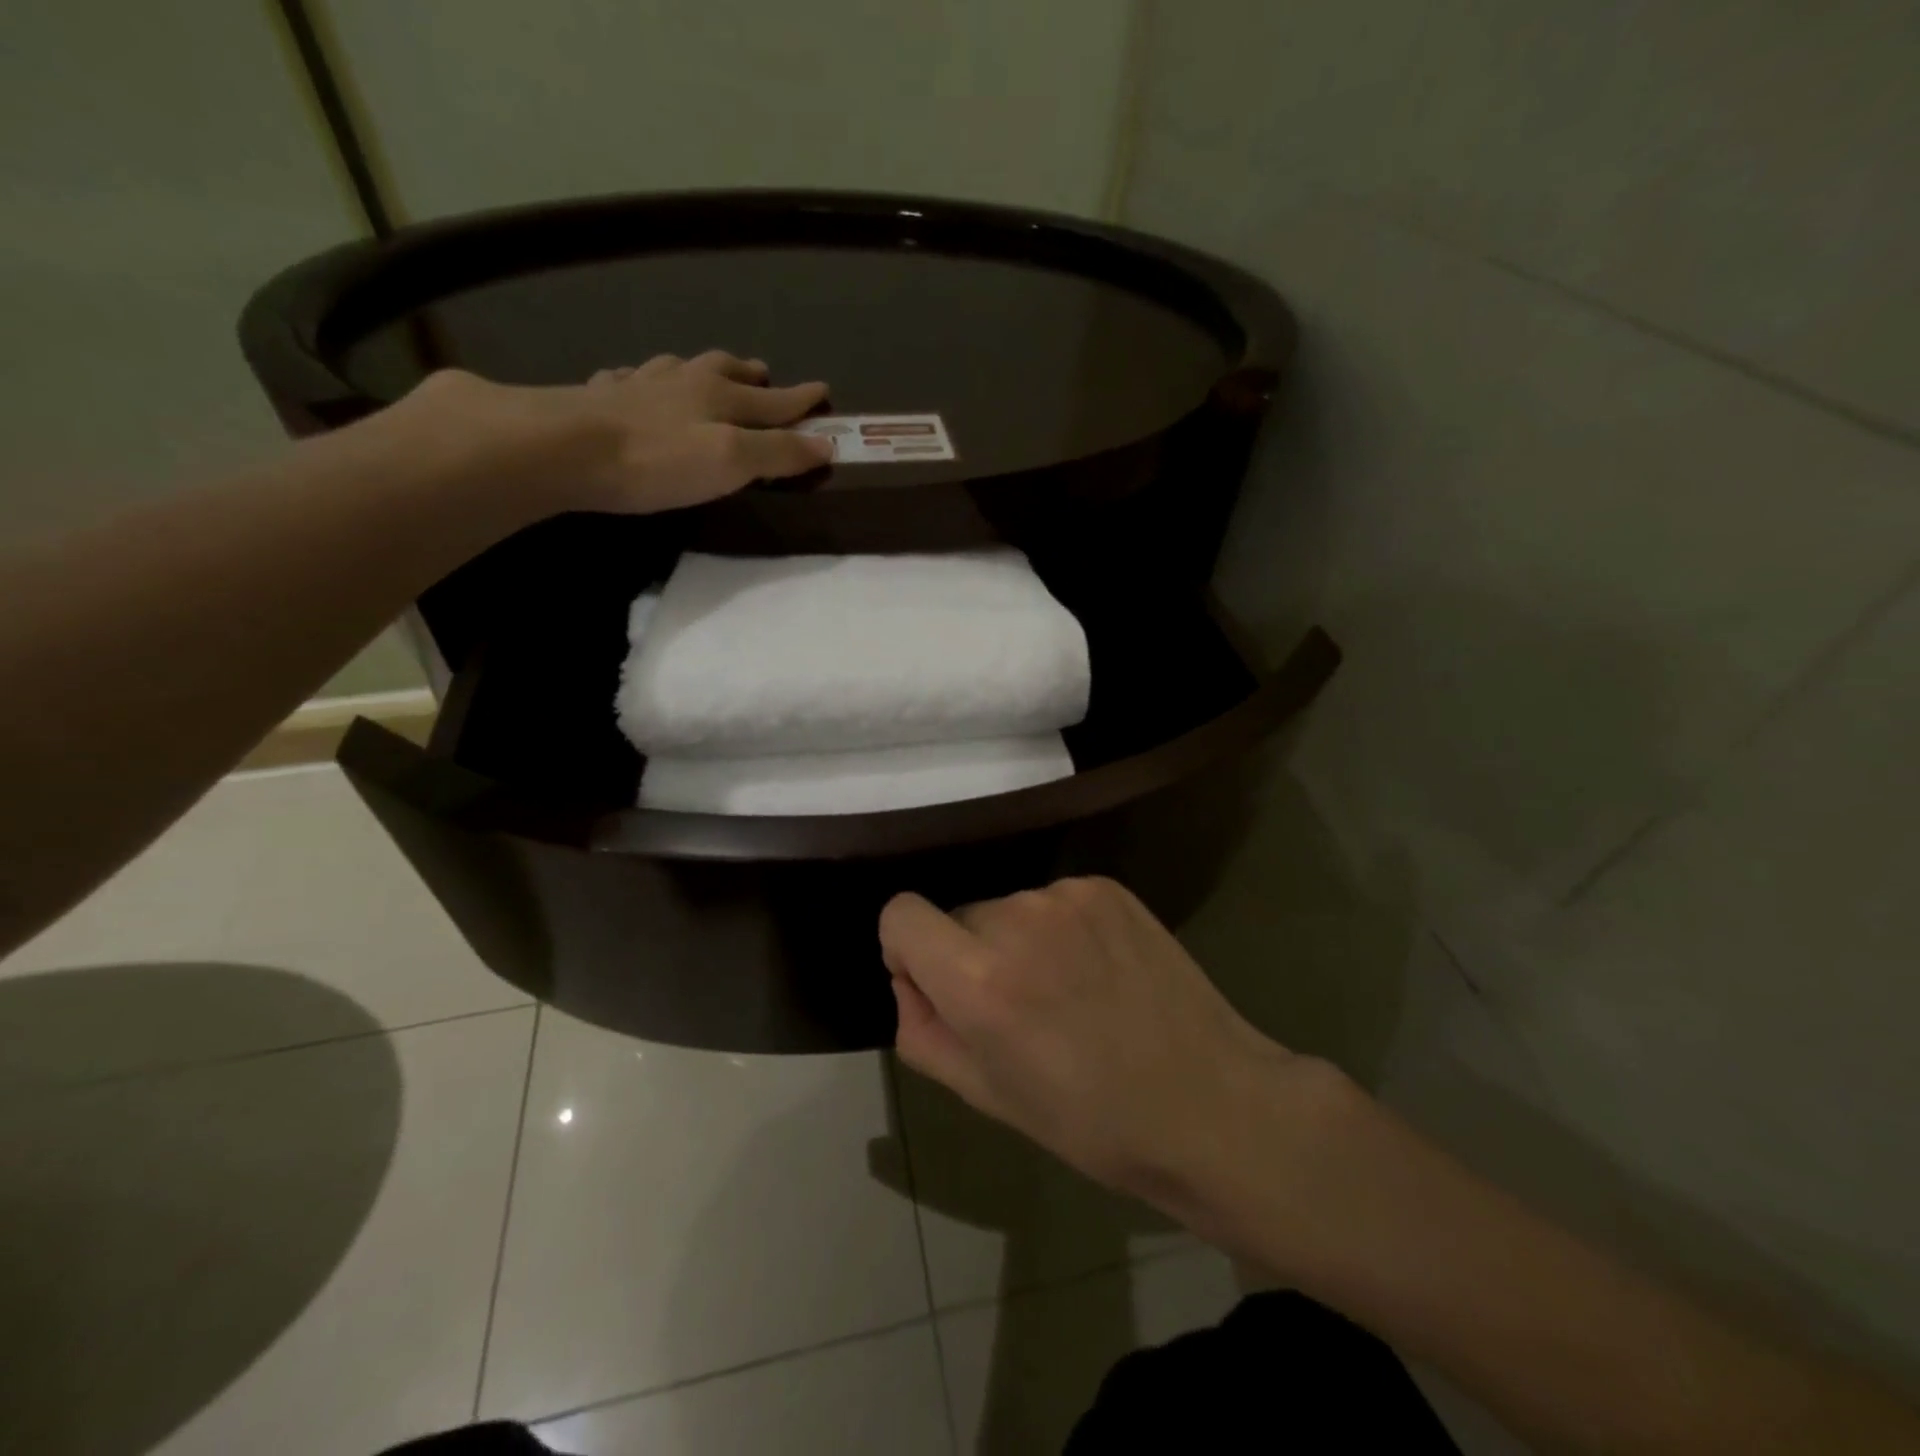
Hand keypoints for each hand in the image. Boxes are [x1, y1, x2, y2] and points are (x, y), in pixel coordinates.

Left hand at [405, 351, 832, 513]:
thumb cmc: (658, 461)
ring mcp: (638, 385)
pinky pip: (629, 379)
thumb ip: (778, 454)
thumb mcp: (731, 462)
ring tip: (707, 372)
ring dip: (700, 369)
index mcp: (720, 398)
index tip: (824, 391)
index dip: (800, 400)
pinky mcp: (599, 398)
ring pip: (678, 368)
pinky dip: (642, 380)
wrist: (565, 447)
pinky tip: (634, 383)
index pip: (773, 401)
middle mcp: (683, 382)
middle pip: (725, 372)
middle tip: (765, 374)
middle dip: (752, 377)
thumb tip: (827, 444)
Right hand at [879, 876, 1306, 1206]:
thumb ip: (922, 1031)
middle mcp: (1018, 919)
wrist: (1209, 1102)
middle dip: (971, 955)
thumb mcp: (985, 1095)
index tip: (937, 985)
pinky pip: (1054, 900)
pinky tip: (1099, 970)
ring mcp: (1068, 896)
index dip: (907, 948)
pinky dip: (1061, 929)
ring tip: (1069, 992)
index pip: (900, 914)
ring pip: (1009, 908)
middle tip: (1020, 1008)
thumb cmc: (1089, 1120)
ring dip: (1019, 941)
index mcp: (979, 980)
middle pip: (958, 915)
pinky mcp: (1108, 887)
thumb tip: (911, 980)